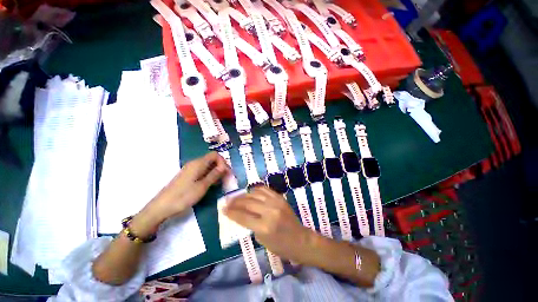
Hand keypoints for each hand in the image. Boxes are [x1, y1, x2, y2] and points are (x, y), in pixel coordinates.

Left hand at [145, 152, 229, 222]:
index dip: (223, 162)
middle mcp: (194, 163)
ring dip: (215, 172)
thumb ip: (214, 175)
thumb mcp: (203, 186)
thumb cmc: (184, 196)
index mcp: (198, 163)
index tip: (226, 173)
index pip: (215, 155)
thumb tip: (224, 166)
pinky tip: (210, 184)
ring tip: (220, 182)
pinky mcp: (188, 176)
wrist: (162, 206)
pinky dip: (209, 175)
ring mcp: (190, 169)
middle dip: (220, 167)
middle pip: (211, 159)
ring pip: (207, 166)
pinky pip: (202, 171)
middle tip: (225, 178)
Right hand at [224, 186, 313, 262]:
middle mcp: (270, 211)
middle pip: (248, 203)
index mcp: (264, 227)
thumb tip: (240, 213)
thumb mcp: (261, 239)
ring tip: (236, 197)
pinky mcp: (280, 197)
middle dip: (235, 202)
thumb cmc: (280, 245)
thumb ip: (251, 225)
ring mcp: (276, 202)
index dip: (231, 212)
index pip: (243, 217)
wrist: (300, 239)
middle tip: (227, 202)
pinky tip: (250, 192)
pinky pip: (265, 189)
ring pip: (255, 194)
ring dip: (243, 195)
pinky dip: (255, 190)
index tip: (222, 209)